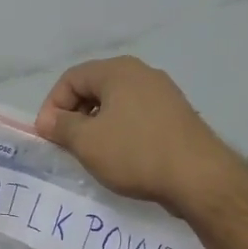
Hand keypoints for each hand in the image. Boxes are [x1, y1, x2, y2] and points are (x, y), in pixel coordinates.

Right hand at [35, 57, 244, 213]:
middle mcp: (142, 73)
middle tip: (66, 144)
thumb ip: (61, 126)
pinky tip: (121, 157)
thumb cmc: (135, 153)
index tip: (48, 136)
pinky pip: (137, 116)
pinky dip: (121, 131)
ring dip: (97, 125)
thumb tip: (48, 120)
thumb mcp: (87, 142)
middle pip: (94, 87)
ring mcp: (164, 93)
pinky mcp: (177, 116)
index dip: (52, 105)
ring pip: (117, 103)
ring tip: (92, 153)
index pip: (71, 78)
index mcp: (118, 70)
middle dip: (74, 115)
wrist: (199, 178)